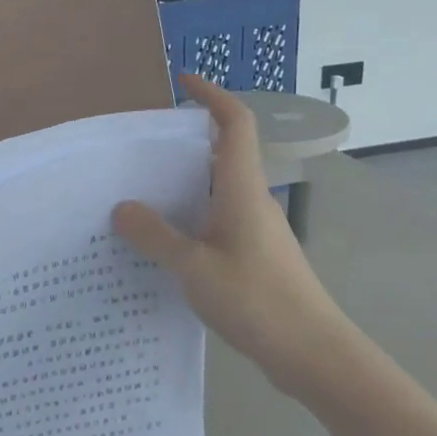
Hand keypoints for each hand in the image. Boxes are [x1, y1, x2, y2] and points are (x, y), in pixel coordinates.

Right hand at [113, 75, 348, 388]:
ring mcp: (257, 229)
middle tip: (139, 150)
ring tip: (139, 195)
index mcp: (242, 189)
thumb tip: (122, 207)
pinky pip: (218, 220)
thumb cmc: (257, 300)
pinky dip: (191, 218)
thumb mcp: (195, 268)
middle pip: (222, 154)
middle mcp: (252, 200)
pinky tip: (164, 244)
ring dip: (184, 184)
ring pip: (218, 190)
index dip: (213, 96)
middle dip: (184, 142)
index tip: (184, 82)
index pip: (235, 124)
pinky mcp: (256, 256)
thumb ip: (156, 237)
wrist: (314, 353)